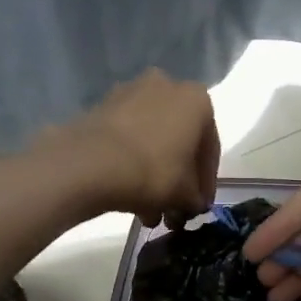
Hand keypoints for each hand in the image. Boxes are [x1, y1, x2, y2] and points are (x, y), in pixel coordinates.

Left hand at [45, 70, 219, 225]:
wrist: (91, 164)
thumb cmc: (153, 172)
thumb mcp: (186, 195)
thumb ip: (196, 199)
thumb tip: (192, 204)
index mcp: (197, 100)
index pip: (210, 148)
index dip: (206, 183)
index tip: (199, 207)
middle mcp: (166, 86)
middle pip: (179, 142)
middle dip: (178, 180)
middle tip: (174, 212)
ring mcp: (130, 93)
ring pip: (152, 142)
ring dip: (155, 176)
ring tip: (149, 214)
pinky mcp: (102, 107)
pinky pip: (128, 139)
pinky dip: (132, 165)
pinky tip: (130, 197)